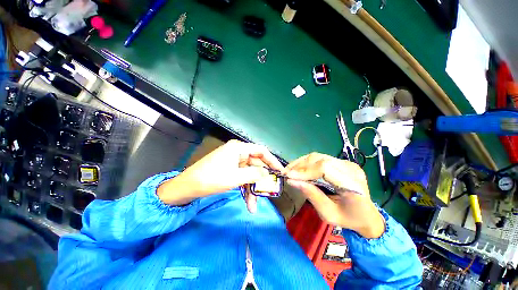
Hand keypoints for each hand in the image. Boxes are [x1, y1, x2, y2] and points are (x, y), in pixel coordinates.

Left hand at [157, 140, 283, 212]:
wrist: (186, 187)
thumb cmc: (211, 179)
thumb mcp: (235, 178)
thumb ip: (254, 174)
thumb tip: (268, 173)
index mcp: (239, 148)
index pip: (261, 151)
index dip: (272, 161)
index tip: (280, 171)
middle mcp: (237, 152)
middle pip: (256, 164)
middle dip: (261, 180)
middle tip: (270, 192)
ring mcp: (233, 161)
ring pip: (249, 174)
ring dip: (252, 189)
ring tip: (254, 206)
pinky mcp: (230, 169)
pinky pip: (242, 177)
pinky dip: (245, 188)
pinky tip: (248, 202)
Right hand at [283, 153, 384, 238]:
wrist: (367, 216)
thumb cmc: (348, 219)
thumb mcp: (328, 214)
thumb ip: (311, 195)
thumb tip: (291, 181)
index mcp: (353, 184)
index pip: (325, 168)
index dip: (305, 171)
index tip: (289, 177)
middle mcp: (351, 168)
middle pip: (320, 159)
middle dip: (300, 165)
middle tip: (286, 173)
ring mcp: (347, 163)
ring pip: (318, 156)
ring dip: (302, 162)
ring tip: (290, 170)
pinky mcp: (342, 162)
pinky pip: (320, 158)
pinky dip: (307, 163)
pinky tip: (299, 168)